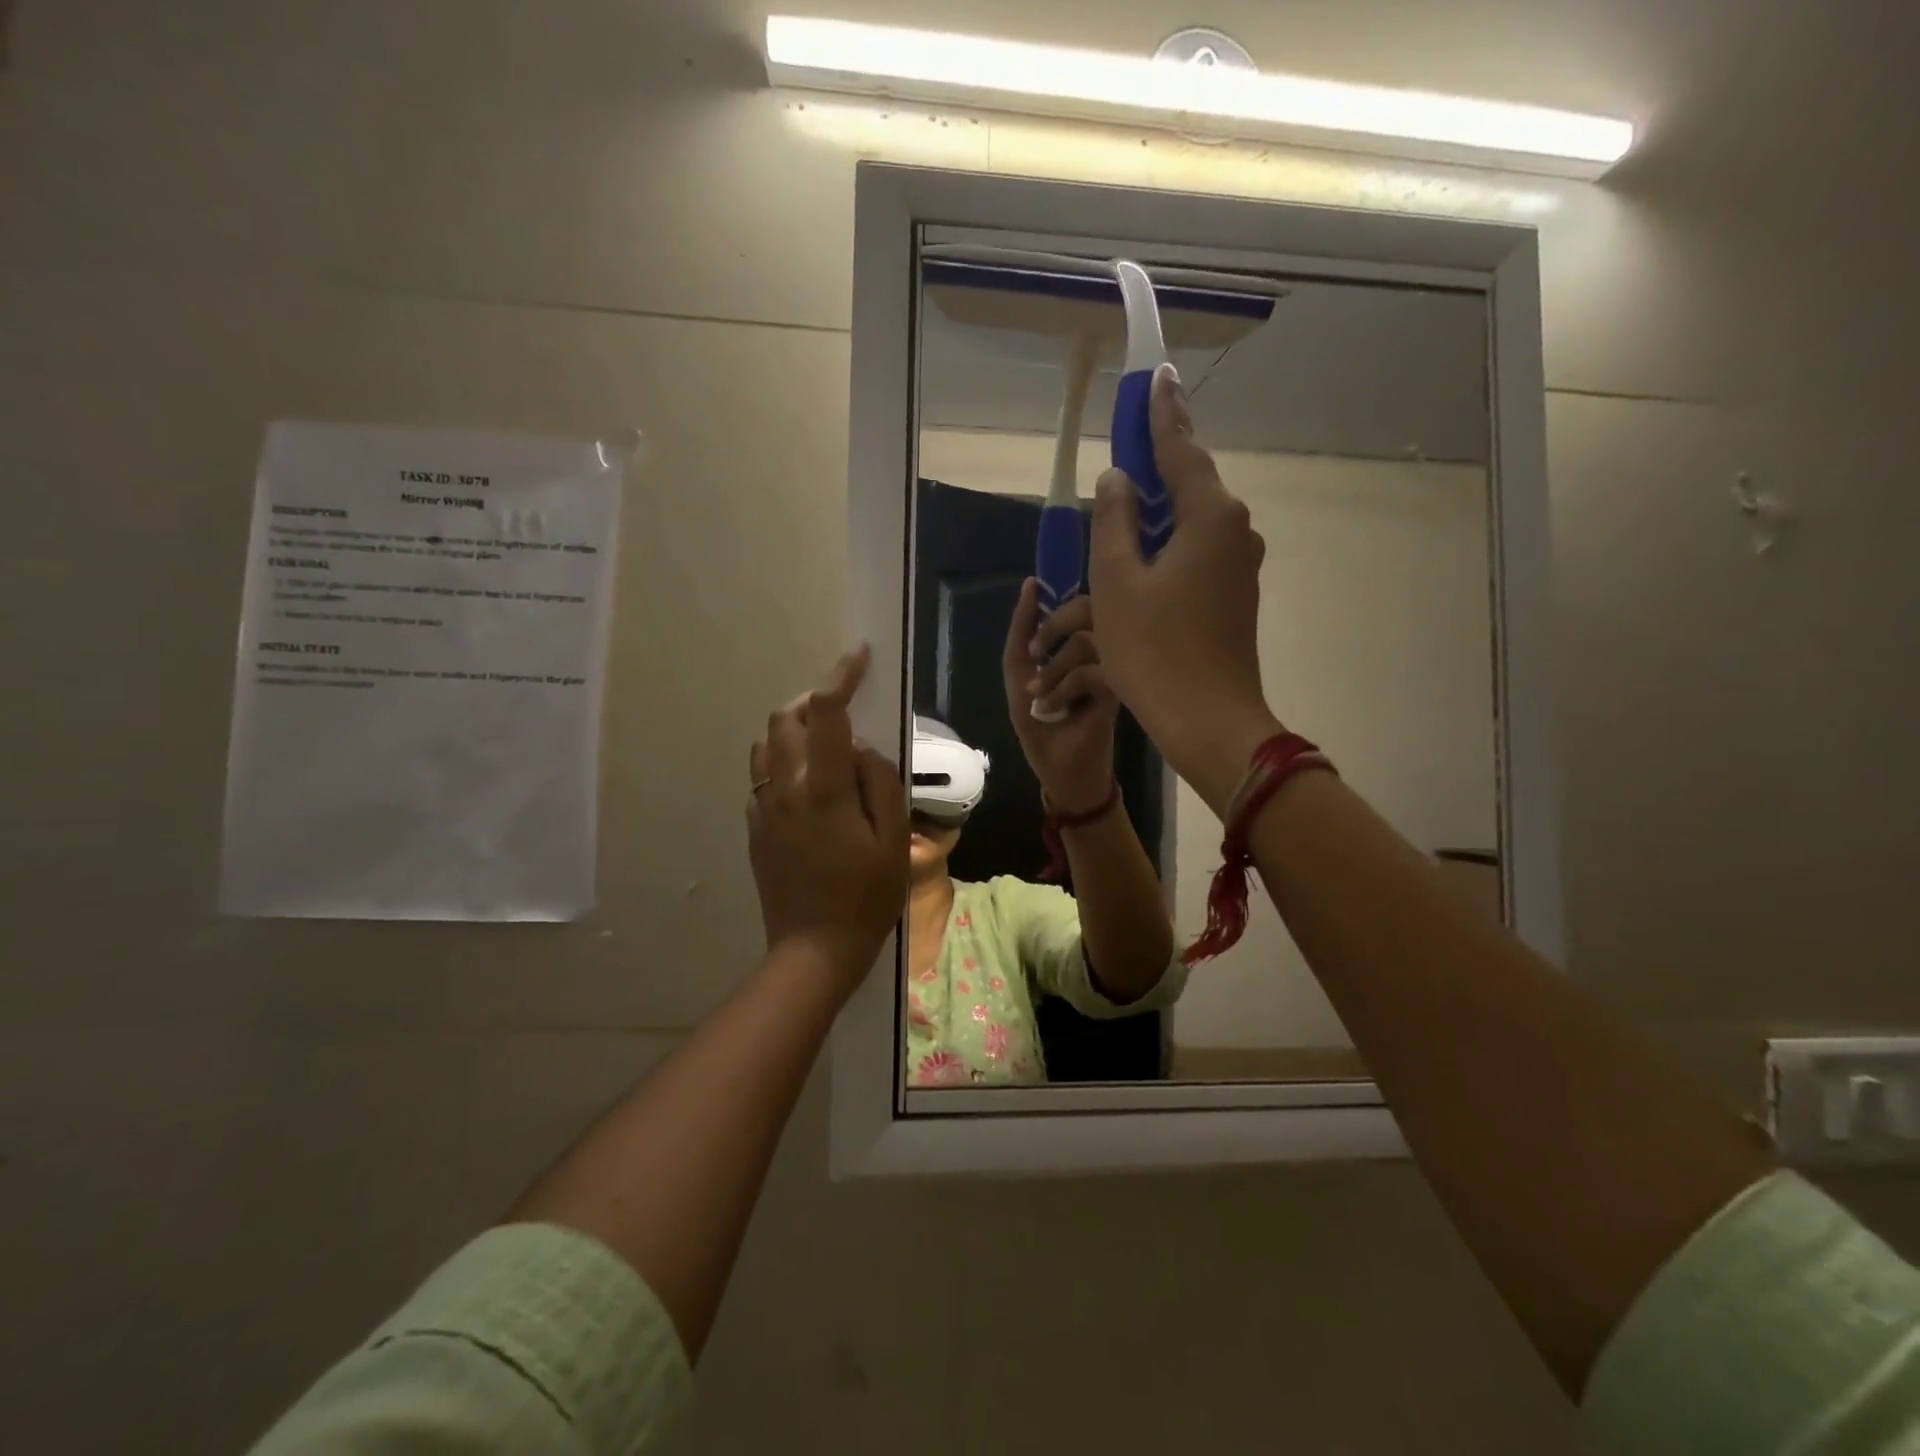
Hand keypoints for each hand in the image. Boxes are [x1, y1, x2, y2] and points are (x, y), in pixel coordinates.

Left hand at [748, 645, 908, 989]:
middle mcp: (785, 789)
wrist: (813, 949)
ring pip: (766, 744)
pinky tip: (808, 786)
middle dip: (812, 700)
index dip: (841, 676)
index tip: (858, 655)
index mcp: (823, 789)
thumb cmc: (865, 897)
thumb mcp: (893, 841)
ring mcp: (763, 808)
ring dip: (793, 730)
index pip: (827, 713)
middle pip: (785, 718)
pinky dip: (783, 762)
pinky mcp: (755, 828)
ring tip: (824, 745)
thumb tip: (861, 748)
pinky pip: (762, 776)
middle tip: (842, 710)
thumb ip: (880, 783)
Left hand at [1002, 578, 1118, 811]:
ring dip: (1053, 667)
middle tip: (1035, 653)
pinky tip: (1054, 707)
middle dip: (1051, 628)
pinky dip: (1066, 686)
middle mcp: (1101, 652)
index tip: (1034, 594)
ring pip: (1085, 642)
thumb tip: (1030, 585)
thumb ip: (1020, 640)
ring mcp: (1113, 671)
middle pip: (1085, 611)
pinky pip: (1093, 671)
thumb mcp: (1020, 683)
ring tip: (1039, 695)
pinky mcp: (1119, 693)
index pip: (1073, 605)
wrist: (1067, 777)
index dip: (1050, 603)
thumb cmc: (1045, 732)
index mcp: (1081, 646)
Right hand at [1088, 364, 1281, 814]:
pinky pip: (1197, 550)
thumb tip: (1118, 480)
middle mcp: (1235, 529)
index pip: (1180, 449)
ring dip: (1157, 511)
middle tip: (1126, 443)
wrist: (1207, 718)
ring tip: (1122, 507)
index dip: (1161, 413)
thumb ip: (1114, 521)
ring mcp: (1240, 564)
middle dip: (1156, 464)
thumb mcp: (1117, 581)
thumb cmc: (1154, 648)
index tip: (1157, 374)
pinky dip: (1167, 543)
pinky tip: (1141, 557)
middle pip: (1189, 483)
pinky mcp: (1234, 593)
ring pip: (1192, 521)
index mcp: (1209, 515)